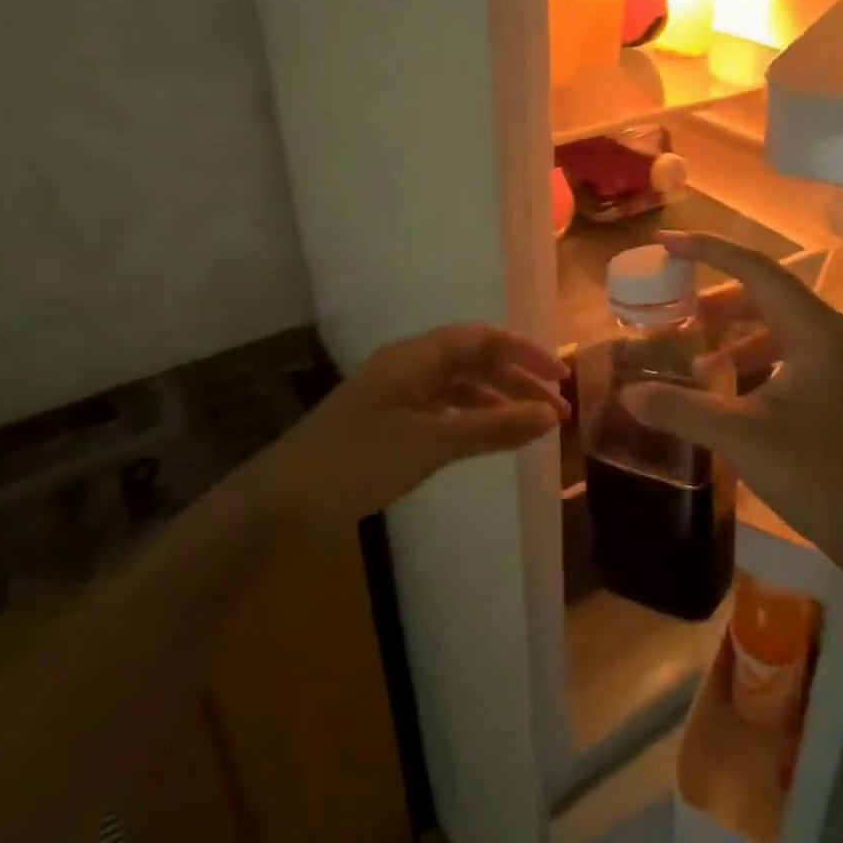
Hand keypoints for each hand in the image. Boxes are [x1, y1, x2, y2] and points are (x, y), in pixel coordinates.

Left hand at [272, 325, 567, 522]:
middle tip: (554, 411)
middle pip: (473, 359)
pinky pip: (441, 408)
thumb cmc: (359, 461)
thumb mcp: (433, 443)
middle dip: (516, 379)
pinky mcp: (386, 421)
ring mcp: (395, 393)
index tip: (560, 379)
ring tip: (530, 427)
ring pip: (458, 385)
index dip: (524, 353)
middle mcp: (407, 366)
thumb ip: (494, 426)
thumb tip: (550, 414)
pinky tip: (488, 437)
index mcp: (416, 357)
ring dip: (496, 400)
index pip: (482, 339)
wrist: (281, 502)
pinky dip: (471, 418)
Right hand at [619, 232, 842, 561]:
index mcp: (815, 331)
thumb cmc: (816, 474)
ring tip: (697, 358)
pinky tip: (728, 386)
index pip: (756, 270)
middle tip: (676, 310)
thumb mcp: (740, 437)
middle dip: (717, 299)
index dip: (708, 250)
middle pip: (768, 294)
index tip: (665, 244)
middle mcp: (834, 334)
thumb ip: (681, 409)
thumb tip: (627, 395)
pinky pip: (790, 352)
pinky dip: (754, 358)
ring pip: (779, 326)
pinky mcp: (842, 387)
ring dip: (735, 333)